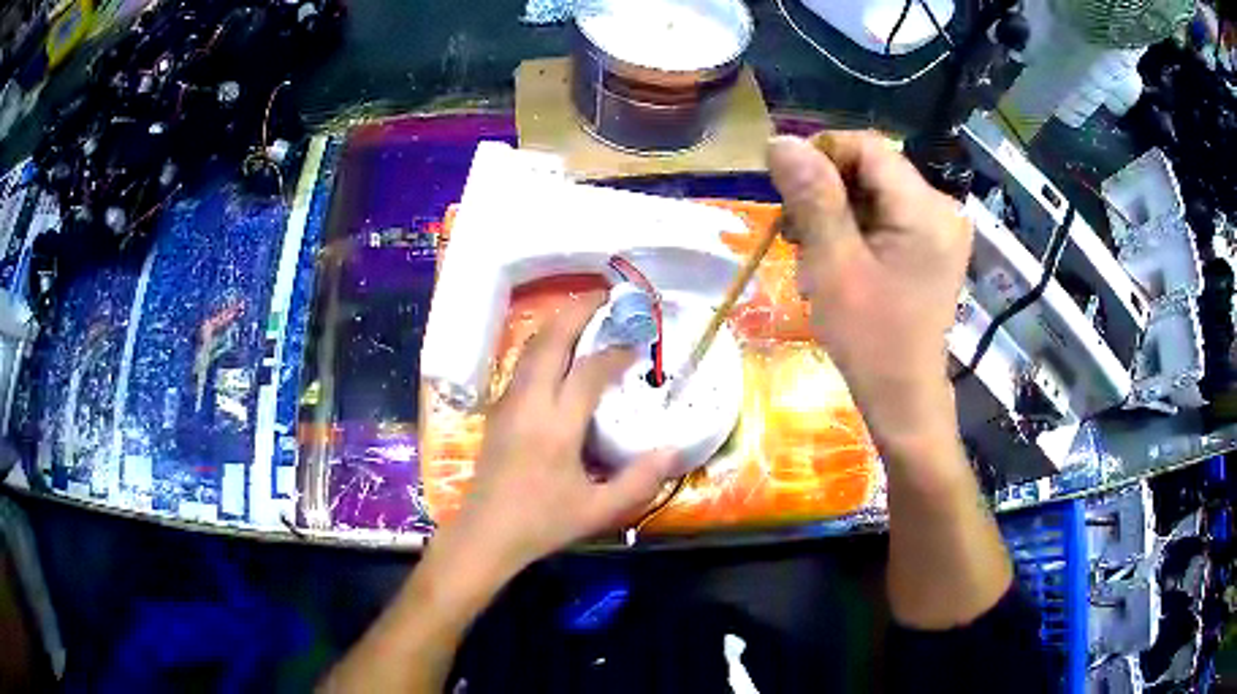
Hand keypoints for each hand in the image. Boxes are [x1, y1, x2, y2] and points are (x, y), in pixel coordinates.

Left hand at [446, 292, 678, 571]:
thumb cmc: (542, 523)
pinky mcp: (498, 411)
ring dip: (558, 324)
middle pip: (550, 342)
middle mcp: (529, 403)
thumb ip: (640, 481)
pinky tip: (559, 351)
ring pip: (531, 348)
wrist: (486, 533)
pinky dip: (544, 344)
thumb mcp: (598, 510)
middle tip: (606, 296)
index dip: (615, 351)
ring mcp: (508, 403)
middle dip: (577, 311)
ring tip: (585, 312)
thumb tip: (674, 451)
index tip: (638, 343)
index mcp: (555, 426)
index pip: (587, 371)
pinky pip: (522, 363)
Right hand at [768, 132, 972, 455]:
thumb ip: (812, 198)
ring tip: (813, 248)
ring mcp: (941, 227)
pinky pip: (887, 213)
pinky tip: (838, 254)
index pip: (866, 147)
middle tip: (795, 230)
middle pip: (872, 167)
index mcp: (925, 209)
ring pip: (876, 189)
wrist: (904, 397)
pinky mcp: (932, 245)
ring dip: (837, 208)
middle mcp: (942, 208)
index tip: (787, 190)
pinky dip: (856, 225)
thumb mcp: (834, 265)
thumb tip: (781, 141)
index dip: (821, 155)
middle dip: (827, 188)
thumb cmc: (870, 339)